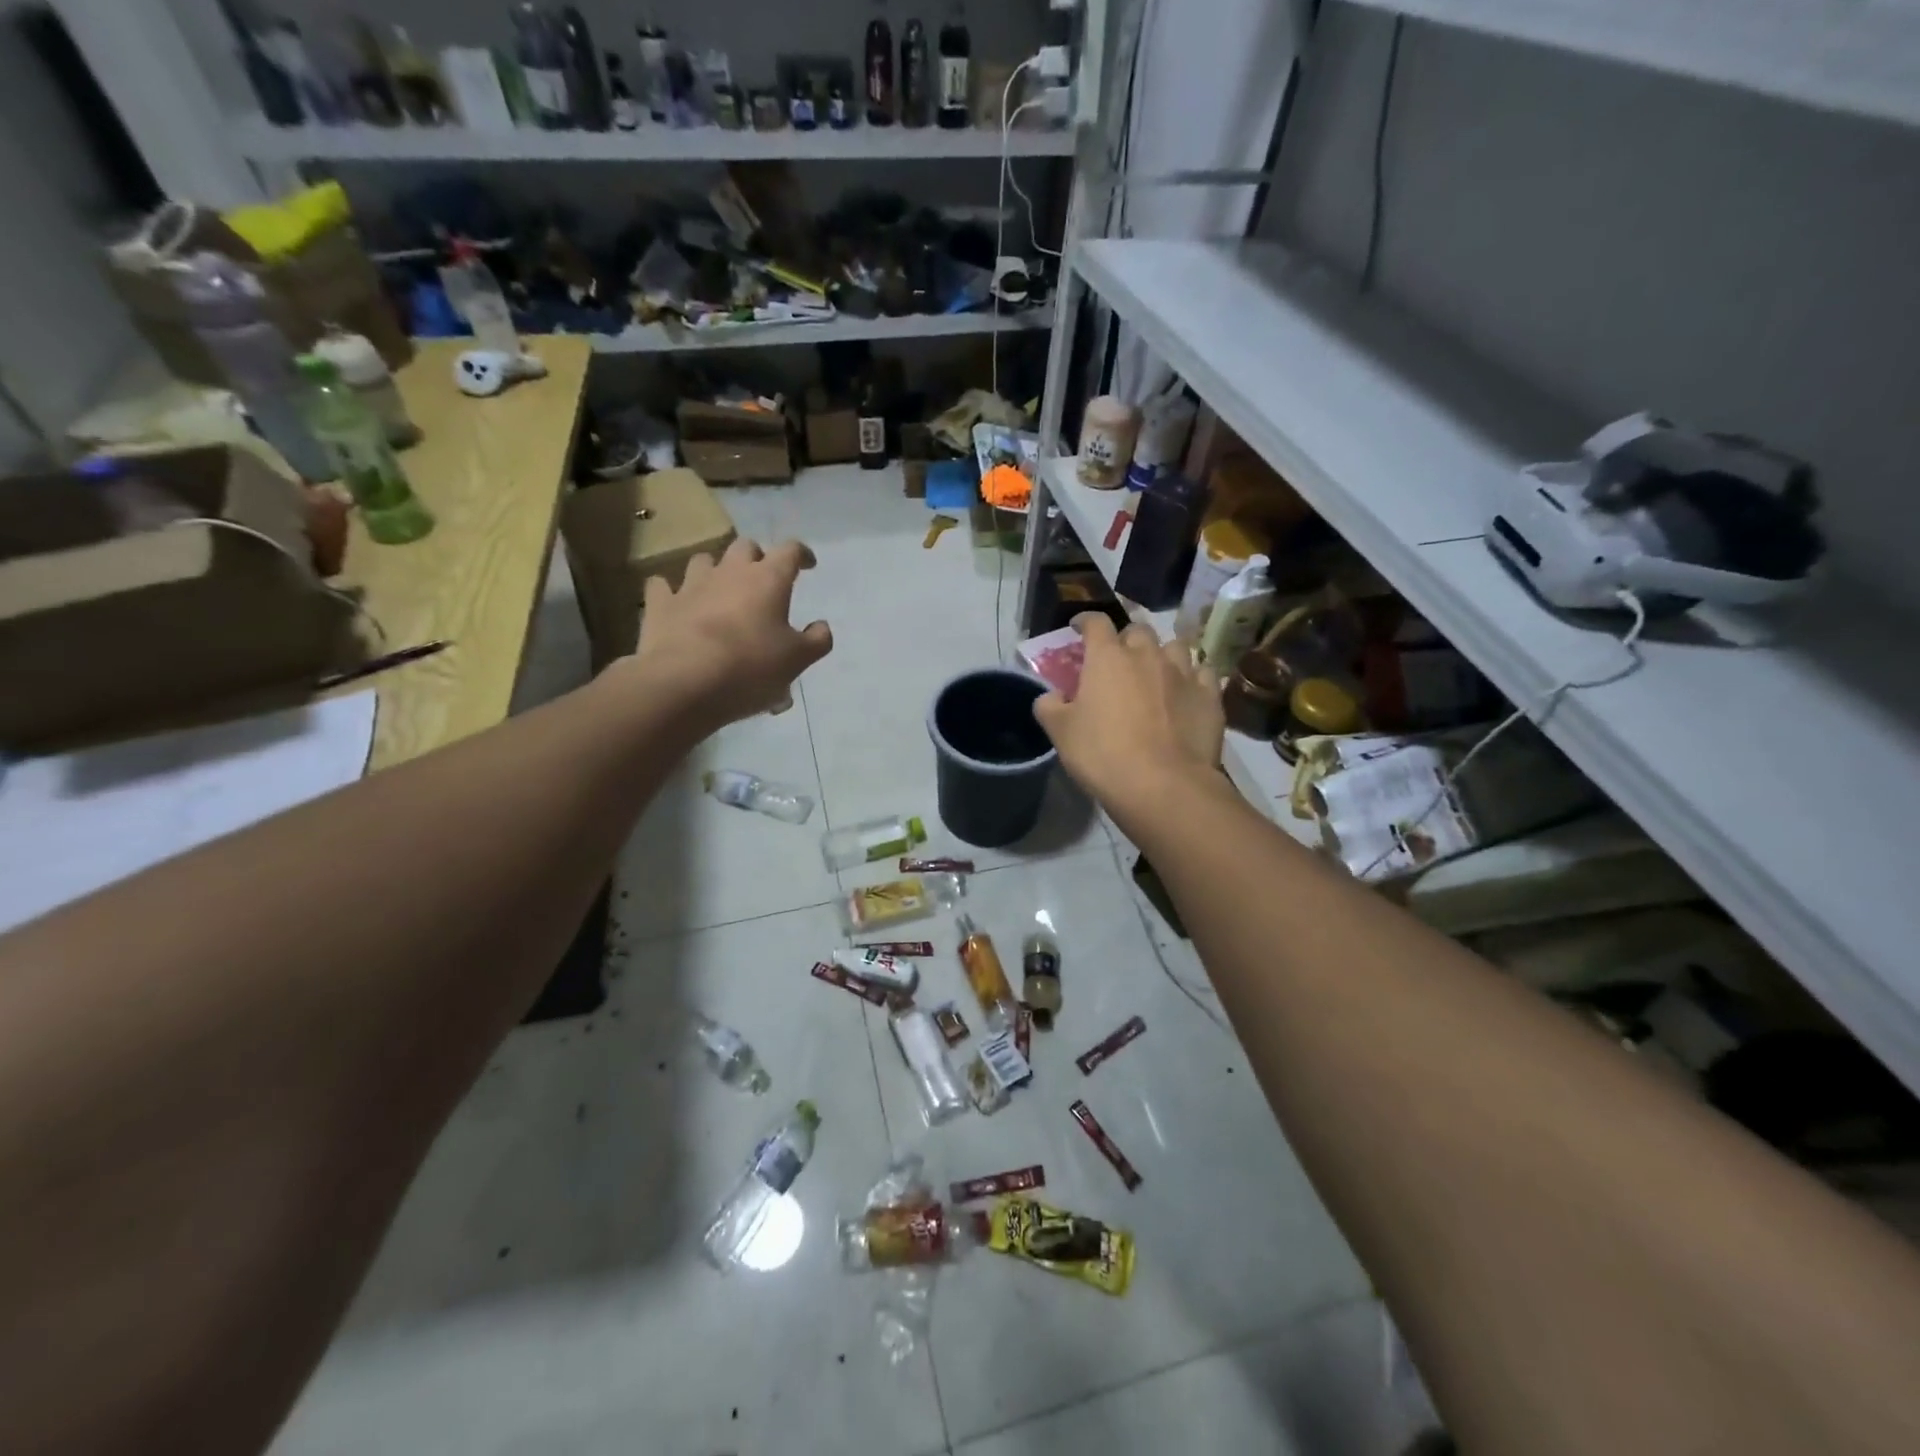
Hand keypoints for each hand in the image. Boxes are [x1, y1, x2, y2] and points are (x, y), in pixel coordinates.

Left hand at [630, 537, 832, 726]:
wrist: (685, 683)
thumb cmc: (751, 668)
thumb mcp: (797, 660)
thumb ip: (816, 640)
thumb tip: (822, 627)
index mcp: (768, 580)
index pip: (790, 551)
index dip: (802, 555)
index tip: (807, 565)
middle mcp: (730, 572)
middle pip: (745, 547)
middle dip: (757, 558)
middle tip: (763, 579)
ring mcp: (691, 585)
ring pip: (704, 560)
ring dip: (715, 570)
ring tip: (720, 590)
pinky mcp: (660, 604)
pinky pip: (662, 586)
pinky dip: (671, 591)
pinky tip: (676, 603)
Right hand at [1033, 614, 1224, 825]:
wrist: (1164, 785)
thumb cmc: (1103, 755)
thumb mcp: (1061, 733)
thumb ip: (1050, 707)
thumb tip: (1051, 696)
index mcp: (1107, 658)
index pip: (1095, 623)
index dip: (1085, 621)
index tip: (1078, 628)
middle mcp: (1147, 654)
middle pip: (1137, 630)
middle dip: (1126, 639)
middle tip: (1118, 659)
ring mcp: (1183, 672)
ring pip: (1175, 646)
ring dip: (1162, 653)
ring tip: (1156, 671)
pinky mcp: (1210, 695)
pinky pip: (1203, 672)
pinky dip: (1193, 676)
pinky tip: (1187, 690)